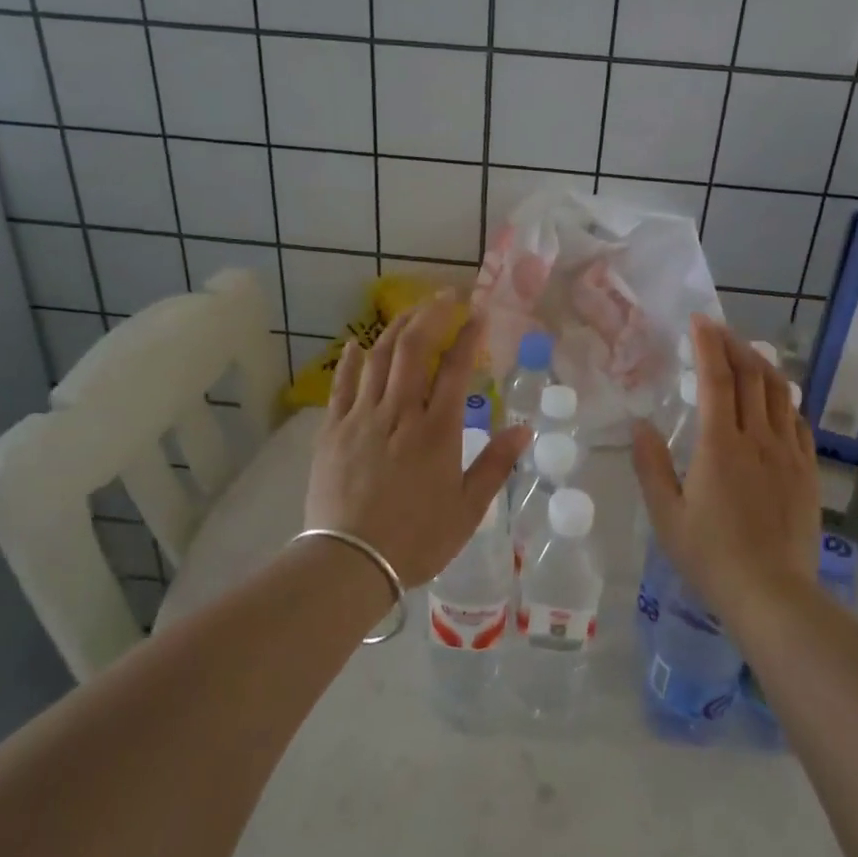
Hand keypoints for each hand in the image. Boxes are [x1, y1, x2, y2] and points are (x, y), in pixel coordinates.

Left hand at [304, 290, 530, 587]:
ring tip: (412, 310)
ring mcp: (362, 417)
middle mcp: (400, 412)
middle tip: (447, 295)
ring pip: (380, 357)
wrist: (349, 561)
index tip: (479, 313)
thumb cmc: (416, 538)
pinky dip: (351, 360)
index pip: (456, 369)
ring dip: (398, 327)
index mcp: (437, 431)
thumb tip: (524, 429)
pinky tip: (357, 344)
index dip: (469, 336)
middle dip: (432, 314)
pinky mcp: (333, 429)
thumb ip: (496, 465)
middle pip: (414, 348)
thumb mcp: (468, 509)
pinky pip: (342, 384)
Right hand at [632, 316, 818, 611]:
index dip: (708, 345)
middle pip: (753, 376)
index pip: (717, 378)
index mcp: (720, 445)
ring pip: (781, 393)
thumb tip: (640, 425)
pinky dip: (784, 400)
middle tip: (718, 331)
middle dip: (735, 345)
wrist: (772, 594)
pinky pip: (798, 422)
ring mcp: (789, 453)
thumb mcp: (666, 514)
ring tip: (746, 355)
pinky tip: (775, 402)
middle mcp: (758, 439)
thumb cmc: (710, 555)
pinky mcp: (808, 471)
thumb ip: (651, 465)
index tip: (699, 321)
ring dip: (762, 366)